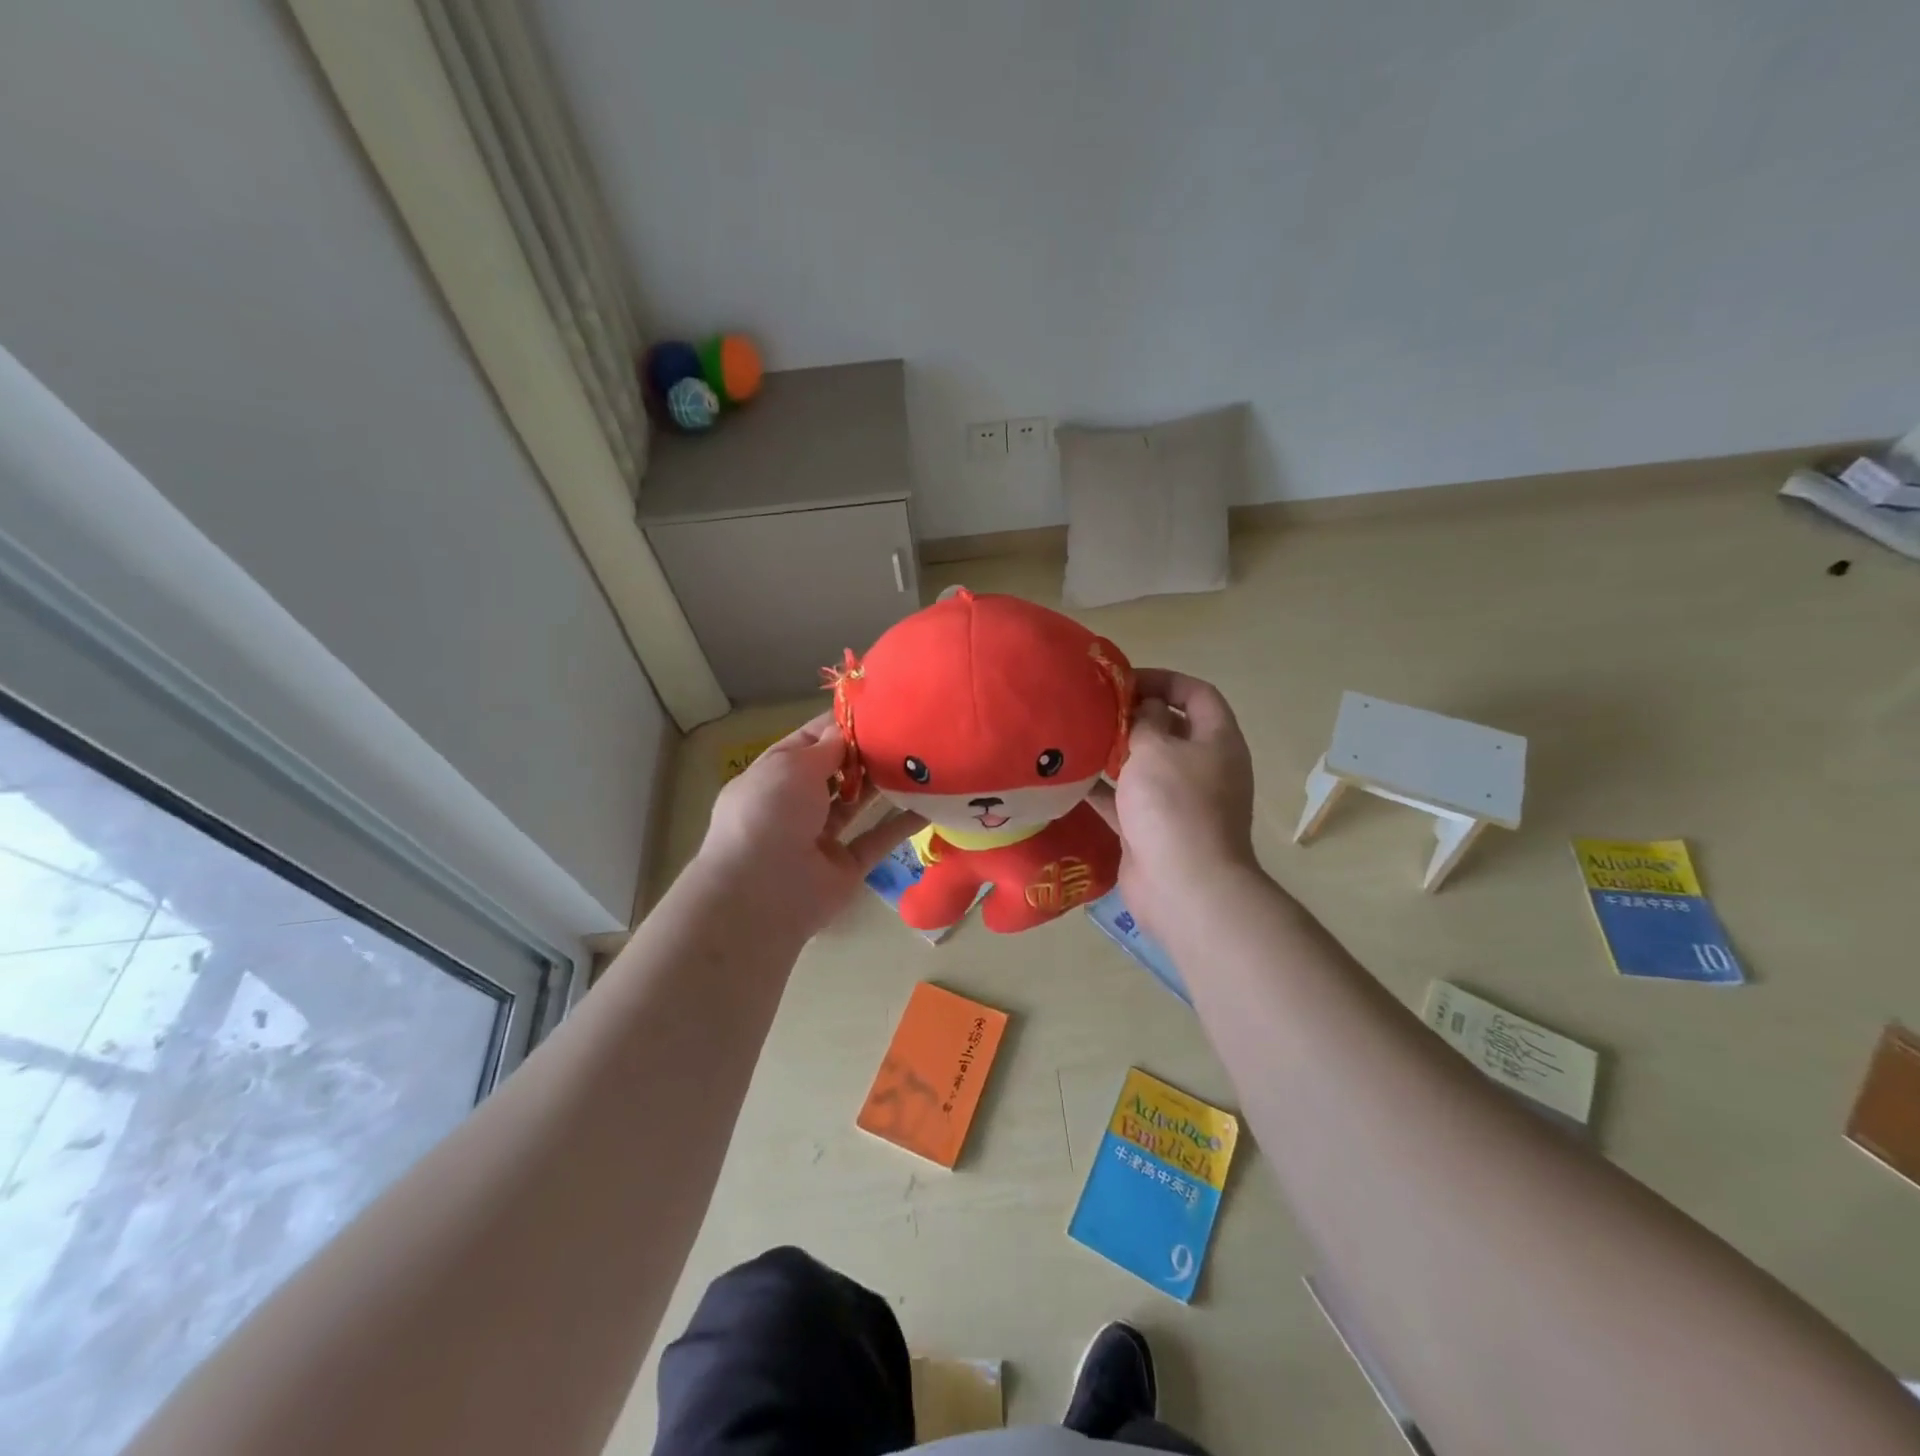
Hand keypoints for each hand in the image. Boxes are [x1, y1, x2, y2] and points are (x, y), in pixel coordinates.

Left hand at [698, 714, 923, 940]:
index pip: (810, 742)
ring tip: (920, 761)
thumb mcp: (792, 766)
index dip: (841, 726)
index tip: (878, 710)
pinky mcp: (847, 866)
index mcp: (774, 775)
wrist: (762, 893)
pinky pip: (877, 839)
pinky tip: (930, 805)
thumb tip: (846, 732)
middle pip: (836, 772)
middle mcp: (795, 804)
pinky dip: (902, 824)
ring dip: (883, 784)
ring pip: (857, 803)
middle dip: (865, 753)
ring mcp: (821, 837)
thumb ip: (827, 748)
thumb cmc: (769, 813)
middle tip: (906, 734)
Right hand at [1089, 669, 1257, 937]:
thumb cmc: (1174, 805)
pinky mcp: (1154, 829)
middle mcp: (1203, 768)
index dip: (1163, 679)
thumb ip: (1145, 720)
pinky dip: (1103, 791)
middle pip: (1170, 729)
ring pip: (1146, 766)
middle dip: (1134, 716)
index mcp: (1217, 741)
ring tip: (1078, 738)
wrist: (1183, 886)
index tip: (1123, 680)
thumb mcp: (1156, 748)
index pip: (1197, 694)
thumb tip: (1145, 708)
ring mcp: (1179, 802)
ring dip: (1116, 753)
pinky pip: (1126, 801)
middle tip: (1094, 709)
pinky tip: (1070, 781)